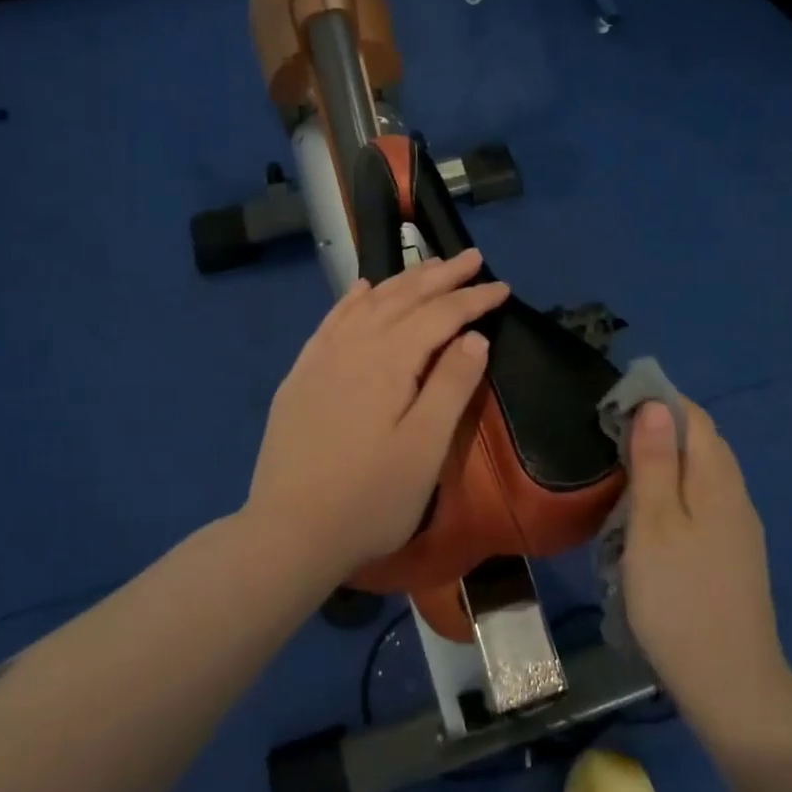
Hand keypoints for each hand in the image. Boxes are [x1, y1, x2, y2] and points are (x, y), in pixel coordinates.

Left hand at [245, 248, 510, 582]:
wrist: (288, 533)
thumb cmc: (370, 497)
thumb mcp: (425, 447)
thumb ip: (452, 385)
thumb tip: (473, 337)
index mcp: (389, 360)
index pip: (440, 314)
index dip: (473, 299)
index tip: (503, 287)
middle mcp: (353, 346)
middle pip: (403, 297)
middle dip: (441, 275)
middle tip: (473, 258)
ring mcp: (321, 359)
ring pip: (368, 303)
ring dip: (402, 280)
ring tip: (428, 265)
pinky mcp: (301, 377)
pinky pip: (331, 321)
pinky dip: (352, 300)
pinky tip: (362, 290)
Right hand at [622, 399, 791, 735]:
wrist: (731, 687)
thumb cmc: (679, 598)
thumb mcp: (654, 524)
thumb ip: (655, 462)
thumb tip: (656, 404)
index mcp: (718, 481)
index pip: (695, 417)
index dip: (659, 402)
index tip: (616, 410)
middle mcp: (737, 496)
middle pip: (703, 444)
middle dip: (660, 433)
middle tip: (612, 446)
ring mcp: (740, 530)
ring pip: (704, 477)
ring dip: (667, 466)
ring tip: (625, 482)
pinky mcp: (735, 558)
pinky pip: (705, 506)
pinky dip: (678, 497)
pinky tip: (653, 523)